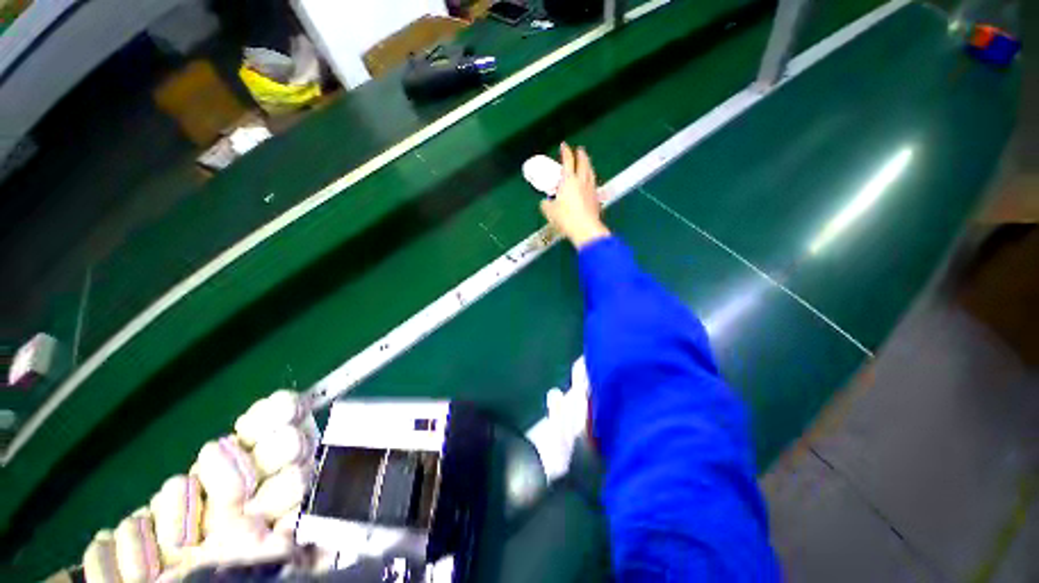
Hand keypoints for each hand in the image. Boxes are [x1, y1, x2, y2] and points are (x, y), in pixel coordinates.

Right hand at [540, 143, 610, 248]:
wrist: (586, 229)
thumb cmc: (566, 218)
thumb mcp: (550, 212)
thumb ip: (546, 204)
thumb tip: (545, 202)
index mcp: (568, 180)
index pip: (568, 161)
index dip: (565, 152)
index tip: (564, 145)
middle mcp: (581, 181)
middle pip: (583, 163)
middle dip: (581, 155)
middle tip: (580, 150)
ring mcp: (591, 189)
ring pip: (590, 172)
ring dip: (588, 164)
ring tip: (587, 162)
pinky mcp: (596, 198)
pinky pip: (594, 183)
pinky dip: (591, 178)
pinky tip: (590, 181)